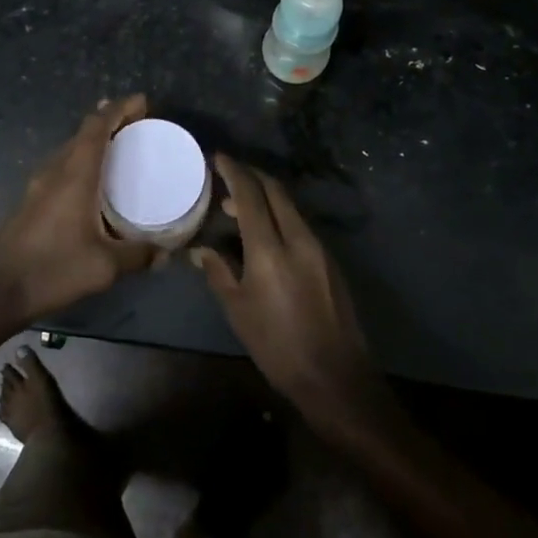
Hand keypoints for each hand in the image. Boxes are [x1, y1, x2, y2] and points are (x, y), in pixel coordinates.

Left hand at [0, 95, 156, 330]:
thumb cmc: (52, 270)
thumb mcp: (104, 267)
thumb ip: (138, 255)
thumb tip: (165, 252)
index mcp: (74, 175)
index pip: (97, 126)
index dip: (119, 109)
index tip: (142, 102)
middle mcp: (54, 171)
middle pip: (83, 132)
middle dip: (109, 120)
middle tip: (137, 123)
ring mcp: (38, 185)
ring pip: (69, 148)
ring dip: (93, 140)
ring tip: (117, 145)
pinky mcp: (30, 200)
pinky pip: (61, 166)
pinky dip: (81, 159)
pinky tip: (90, 181)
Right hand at [192, 156, 384, 427]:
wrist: (336, 378)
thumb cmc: (277, 347)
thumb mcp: (238, 311)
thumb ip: (219, 272)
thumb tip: (201, 250)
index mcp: (270, 249)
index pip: (249, 195)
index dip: (233, 172)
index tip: (218, 158)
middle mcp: (298, 238)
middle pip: (275, 191)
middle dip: (251, 176)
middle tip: (228, 175)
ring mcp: (319, 248)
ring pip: (290, 207)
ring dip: (265, 197)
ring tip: (238, 209)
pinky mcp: (330, 261)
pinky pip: (300, 225)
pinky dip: (280, 217)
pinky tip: (266, 235)